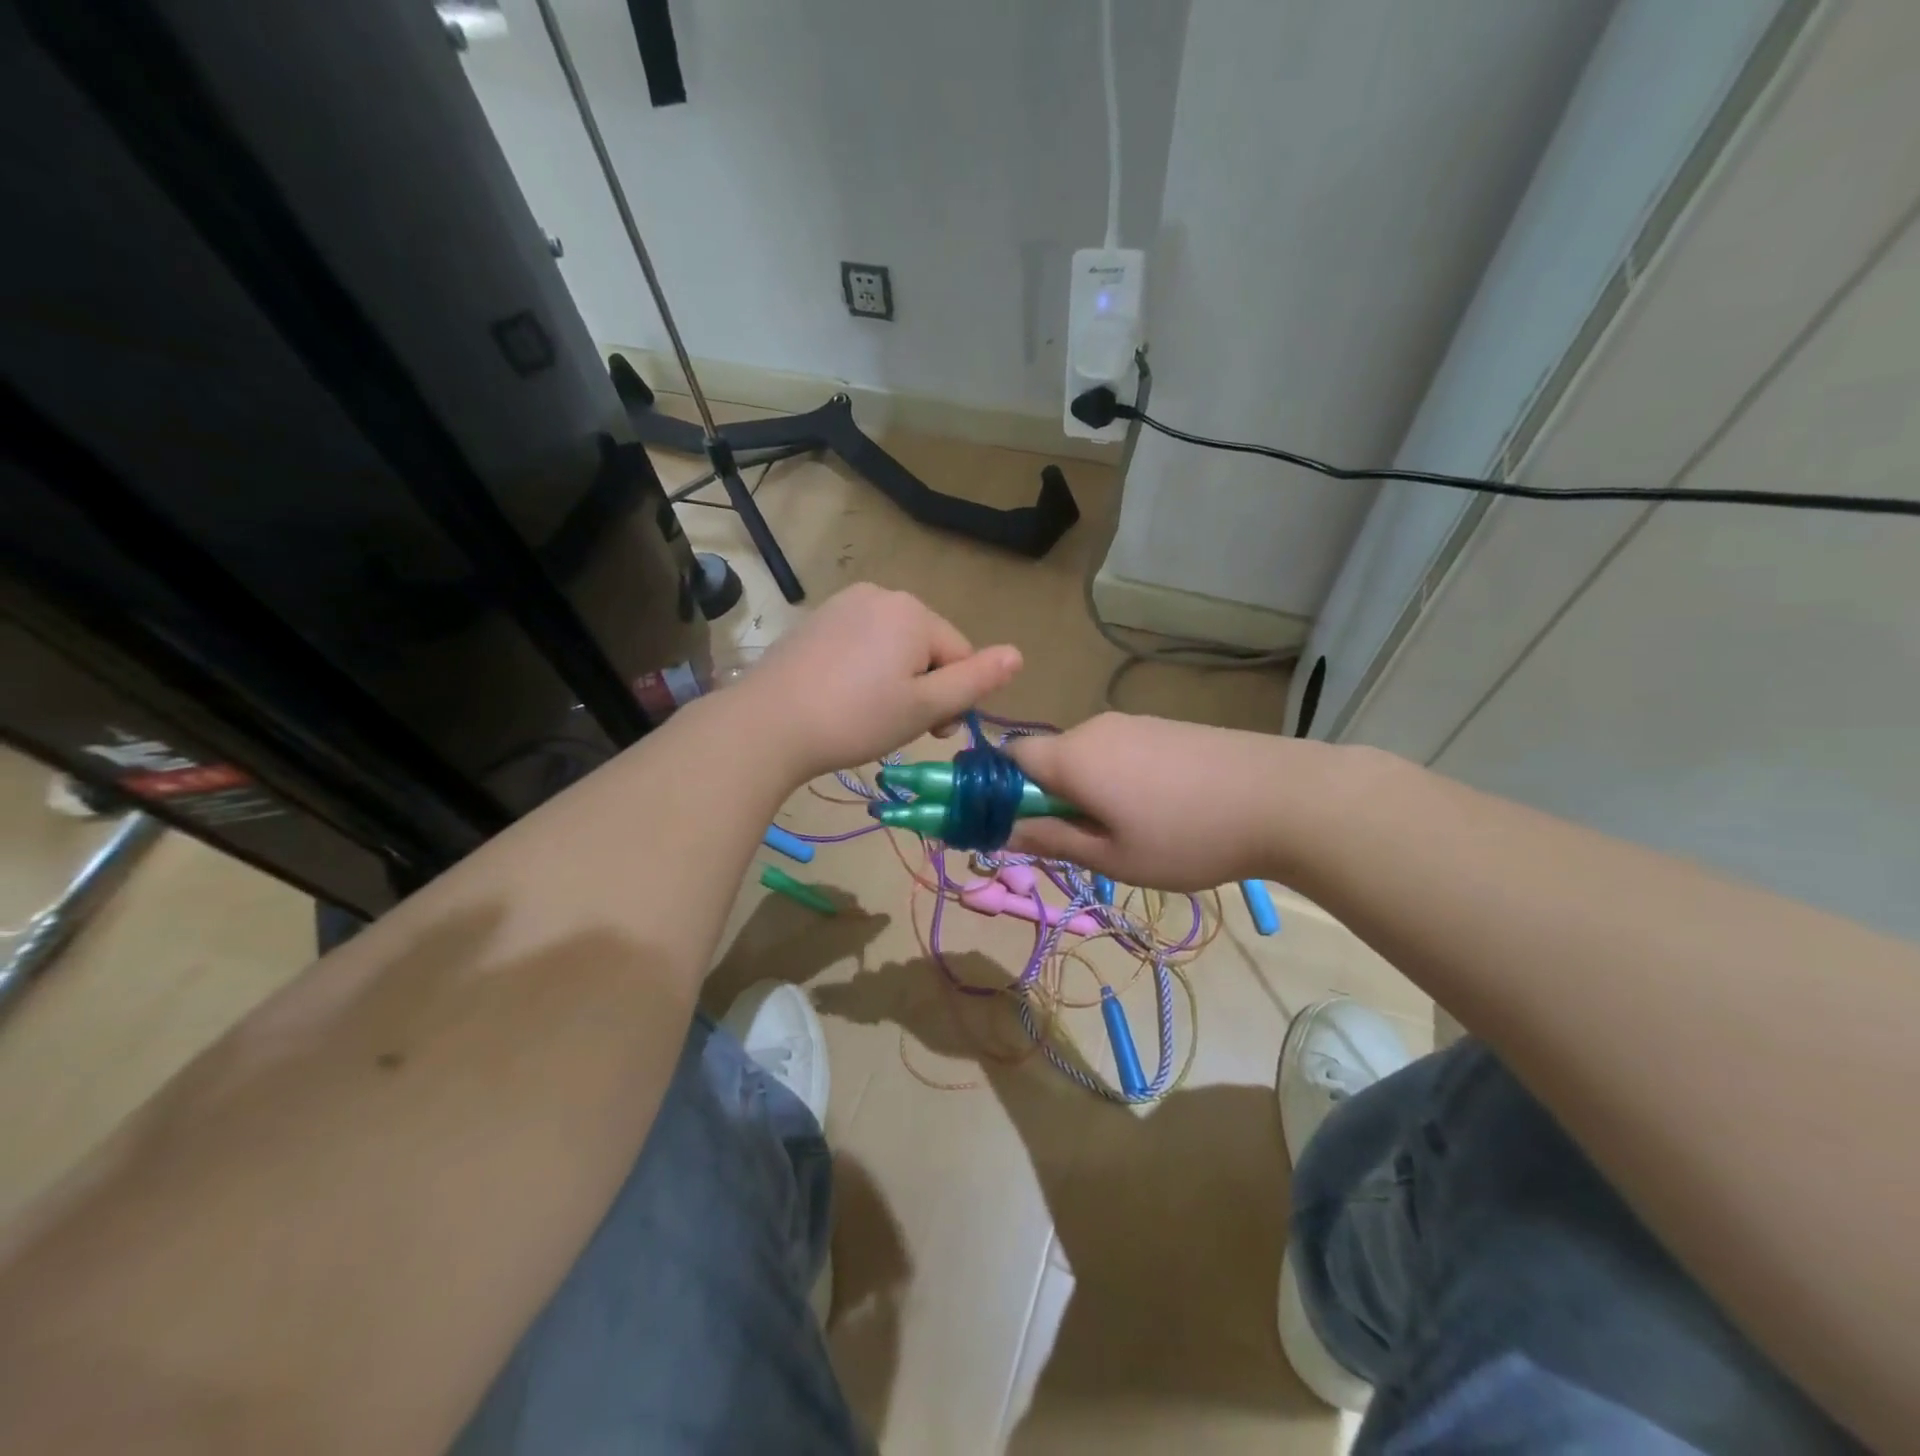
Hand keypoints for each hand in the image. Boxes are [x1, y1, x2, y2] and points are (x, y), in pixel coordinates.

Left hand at [739, 584, 1021, 780]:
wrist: (768, 724)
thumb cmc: (856, 718)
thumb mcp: (925, 706)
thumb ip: (975, 681)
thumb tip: (1019, 655)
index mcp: (914, 612)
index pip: (960, 654)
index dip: (953, 698)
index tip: (931, 733)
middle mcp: (881, 594)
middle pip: (926, 646)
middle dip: (923, 686)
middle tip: (898, 726)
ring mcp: (844, 604)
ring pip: (893, 646)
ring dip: (895, 680)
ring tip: (869, 715)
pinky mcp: (817, 621)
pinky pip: (861, 643)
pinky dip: (864, 670)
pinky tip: (843, 698)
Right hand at [1003, 713, 1300, 890]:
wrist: (1282, 797)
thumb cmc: (1187, 836)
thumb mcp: (1112, 857)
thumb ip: (1051, 839)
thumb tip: (1002, 831)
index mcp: (1072, 756)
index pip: (1009, 756)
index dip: (999, 789)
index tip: (1016, 825)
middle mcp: (1095, 728)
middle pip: (1048, 757)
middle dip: (1048, 796)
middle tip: (1079, 841)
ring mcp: (1134, 723)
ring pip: (1086, 755)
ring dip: (1086, 789)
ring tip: (1127, 831)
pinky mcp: (1165, 727)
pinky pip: (1119, 750)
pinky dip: (1117, 778)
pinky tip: (1158, 808)